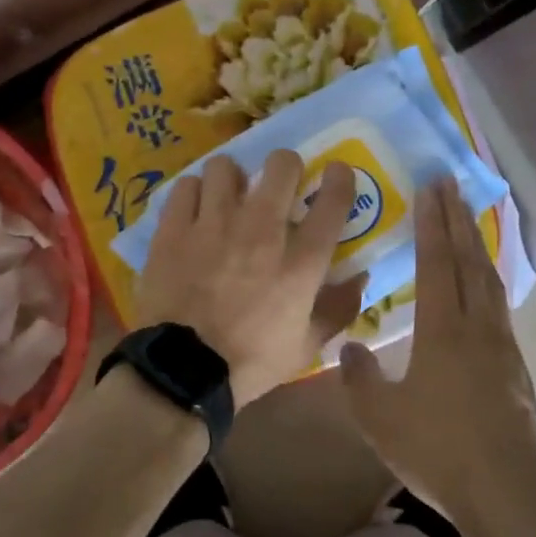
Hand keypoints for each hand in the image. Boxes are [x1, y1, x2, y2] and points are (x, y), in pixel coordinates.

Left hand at [134, 152, 368, 408]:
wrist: (183, 371)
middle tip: (278, 184)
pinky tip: (195, 210)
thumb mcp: (307, 345)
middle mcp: (261, 230)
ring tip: (228, 196)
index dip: (339, 178)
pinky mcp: (174, 228)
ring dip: (233, 178)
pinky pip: (186, 186)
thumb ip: (338, 307)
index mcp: (300, 261)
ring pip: (226, 166)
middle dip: (285, 167)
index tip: (336, 173)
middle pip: (281, 165)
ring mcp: (213, 224)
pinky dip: (194, 193)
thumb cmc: (251, 361)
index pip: (332, 200)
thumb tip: (360, 277)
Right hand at [340, 179, 535, 522]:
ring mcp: (503, 346)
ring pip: (491, 281)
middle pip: (469, 261)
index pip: (436, 263)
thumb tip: (354, 345)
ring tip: (470, 219)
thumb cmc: (436, 449)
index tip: (431, 188)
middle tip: (451, 184)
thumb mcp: (379, 417)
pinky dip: (490, 280)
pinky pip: (501, 307)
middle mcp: (477, 327)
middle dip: (458, 219)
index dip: (432, 224)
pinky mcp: (517, 367)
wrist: (505, 491)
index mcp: (443, 331)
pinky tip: (486, 286)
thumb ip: (359, 377)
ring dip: (478, 245)